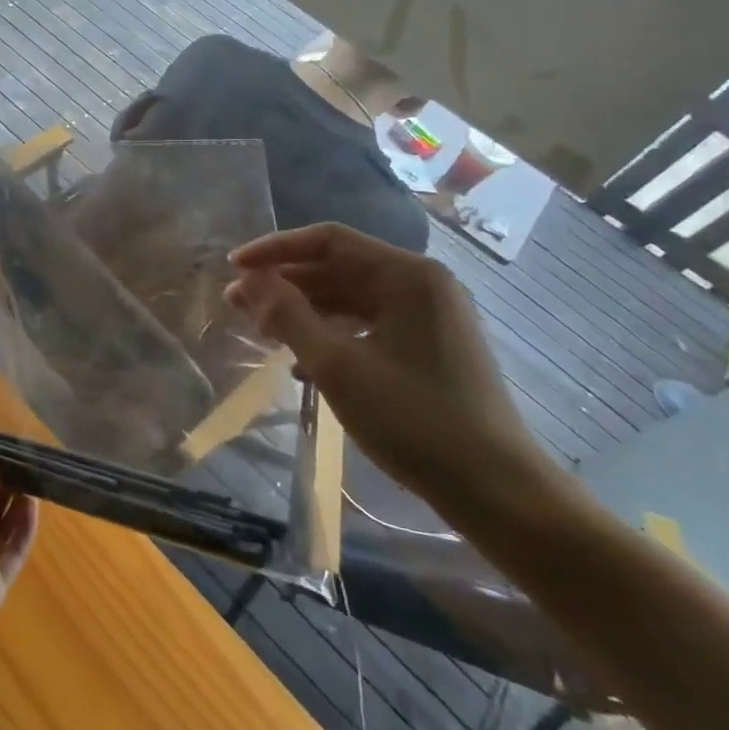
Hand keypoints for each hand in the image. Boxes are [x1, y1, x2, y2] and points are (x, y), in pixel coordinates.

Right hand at [226, 224, 556, 516]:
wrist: (495, 489)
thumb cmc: (413, 419)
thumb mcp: (337, 366)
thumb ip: (288, 316)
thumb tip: (248, 281)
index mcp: (407, 275)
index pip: (329, 240)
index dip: (275, 250)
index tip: (233, 268)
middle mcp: (421, 284)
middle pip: (339, 267)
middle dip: (285, 283)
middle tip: (237, 304)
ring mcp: (428, 316)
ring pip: (351, 297)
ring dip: (303, 309)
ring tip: (261, 330)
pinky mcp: (428, 346)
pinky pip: (368, 324)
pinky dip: (330, 333)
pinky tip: (299, 359)